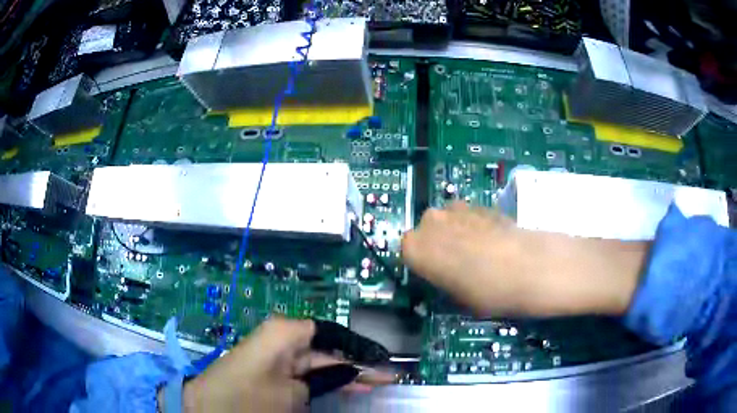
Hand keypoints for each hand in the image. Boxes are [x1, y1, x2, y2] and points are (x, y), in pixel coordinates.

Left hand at [176, 318, 395, 412]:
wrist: (209, 407)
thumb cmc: (250, 397)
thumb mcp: (292, 392)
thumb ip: (324, 379)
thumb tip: (347, 372)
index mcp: (286, 333)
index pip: (332, 331)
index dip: (359, 345)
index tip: (382, 357)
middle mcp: (283, 338)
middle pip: (328, 348)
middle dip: (357, 361)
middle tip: (387, 374)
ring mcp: (278, 355)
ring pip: (320, 361)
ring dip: (346, 372)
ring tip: (376, 380)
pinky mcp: (274, 370)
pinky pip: (308, 372)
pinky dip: (328, 380)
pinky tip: (350, 385)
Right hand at [401, 202, 646, 316]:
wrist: (533, 266)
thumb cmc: (490, 293)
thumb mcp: (457, 297)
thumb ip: (442, 280)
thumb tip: (443, 274)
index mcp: (416, 247)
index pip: (406, 250)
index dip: (422, 263)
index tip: (436, 275)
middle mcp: (431, 221)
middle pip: (426, 230)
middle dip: (437, 245)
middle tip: (457, 264)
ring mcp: (457, 208)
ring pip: (447, 220)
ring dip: (455, 233)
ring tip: (478, 252)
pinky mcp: (481, 203)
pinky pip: (467, 214)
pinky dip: (473, 226)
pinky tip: (493, 241)